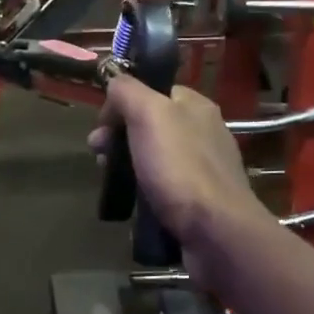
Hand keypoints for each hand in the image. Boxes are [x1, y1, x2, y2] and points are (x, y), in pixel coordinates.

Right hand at [90, 77, 266, 288]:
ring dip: (126, 164)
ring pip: (153, 156)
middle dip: (118, 136)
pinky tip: (132, 200)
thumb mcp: (149, 115)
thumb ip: (129, 91)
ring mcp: (202, 167)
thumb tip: (115, 82)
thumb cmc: (180, 167)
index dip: (122, 104)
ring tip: (109, 179)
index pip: (152, 91)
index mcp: (195, 106)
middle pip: (149, 125)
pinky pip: (162, 185)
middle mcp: (202, 132)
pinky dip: (143, 189)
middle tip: (98, 155)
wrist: (215, 231)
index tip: (102, 126)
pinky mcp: (198, 199)